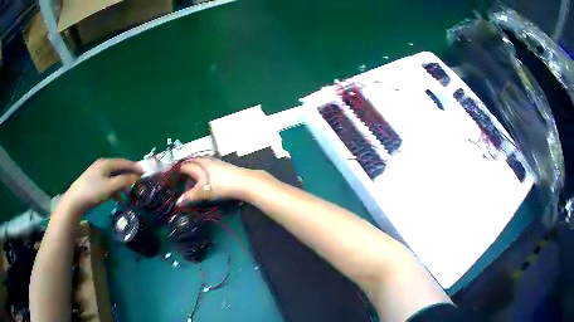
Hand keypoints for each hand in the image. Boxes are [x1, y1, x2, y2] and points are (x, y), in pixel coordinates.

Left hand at [61, 158, 141, 213]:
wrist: (75, 201)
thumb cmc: (93, 192)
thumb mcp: (110, 187)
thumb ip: (124, 181)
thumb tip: (137, 177)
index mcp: (107, 163)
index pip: (124, 162)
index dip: (135, 167)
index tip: (146, 172)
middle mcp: (102, 165)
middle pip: (119, 168)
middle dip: (130, 175)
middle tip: (139, 183)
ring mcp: (97, 173)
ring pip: (114, 176)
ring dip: (123, 184)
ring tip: (129, 193)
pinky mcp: (94, 182)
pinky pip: (109, 183)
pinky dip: (115, 189)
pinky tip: (118, 199)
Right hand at [177, 157, 259, 204]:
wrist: (242, 181)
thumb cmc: (219, 186)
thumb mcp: (202, 192)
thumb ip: (189, 196)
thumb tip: (177, 202)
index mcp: (196, 165)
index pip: (181, 166)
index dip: (175, 173)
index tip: (171, 180)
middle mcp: (203, 160)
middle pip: (190, 164)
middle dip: (184, 173)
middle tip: (181, 184)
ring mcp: (213, 161)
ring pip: (199, 166)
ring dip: (194, 174)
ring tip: (192, 185)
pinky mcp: (221, 165)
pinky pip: (206, 167)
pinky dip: (202, 174)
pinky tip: (206, 182)